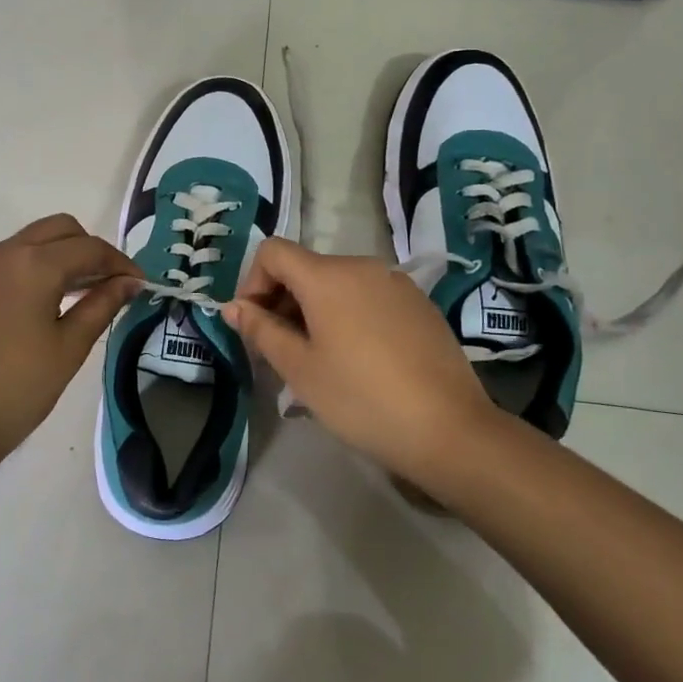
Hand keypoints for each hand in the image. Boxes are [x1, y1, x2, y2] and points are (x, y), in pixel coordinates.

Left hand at [0, 215, 143, 469]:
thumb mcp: (69, 348)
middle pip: (56, 229)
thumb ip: (102, 305)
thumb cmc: (16, 390)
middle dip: (86, 249)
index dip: (119, 263)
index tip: (137, 284)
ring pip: (24, 242)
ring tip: (69, 298)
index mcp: (32, 264)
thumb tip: (129, 282)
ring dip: (53, 258)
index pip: (89, 248)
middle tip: (103, 285)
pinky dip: (21, 272)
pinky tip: (27, 309)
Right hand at [223, 238, 503, 482]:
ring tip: (318, 360)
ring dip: (314, 311)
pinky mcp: (419, 304)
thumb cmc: (360, 398)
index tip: (254, 326)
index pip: (273, 252)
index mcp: (328, 275)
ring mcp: (396, 283)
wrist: (449, 429)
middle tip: (280, 351)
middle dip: (282, 301)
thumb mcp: (299, 368)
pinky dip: (348, 316)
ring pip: (337, 284)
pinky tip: (358, 360)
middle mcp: (363, 266)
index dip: (252, 283)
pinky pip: (368, 297)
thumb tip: (233, 307)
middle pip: (305, 267)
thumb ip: (261, 330)